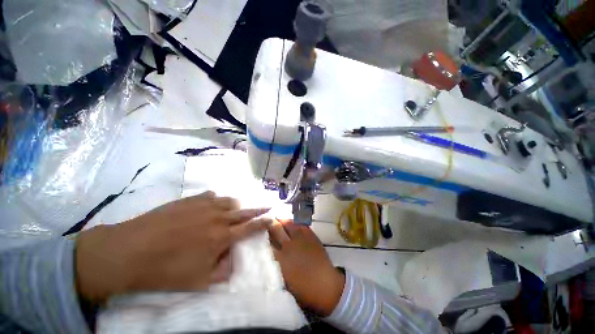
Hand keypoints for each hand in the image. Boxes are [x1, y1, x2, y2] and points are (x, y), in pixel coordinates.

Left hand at [75, 191, 271, 303]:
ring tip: (233, 210)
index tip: (272, 217)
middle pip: (244, 211)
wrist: (130, 251)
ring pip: (229, 201)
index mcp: (222, 237)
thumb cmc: (165, 270)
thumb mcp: (198, 281)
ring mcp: (204, 205)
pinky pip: (210, 195)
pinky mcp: (190, 199)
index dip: (263, 222)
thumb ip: (222, 271)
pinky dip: (215, 199)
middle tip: (267, 205)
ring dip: (235, 206)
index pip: (250, 227)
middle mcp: (218, 217)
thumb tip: (233, 259)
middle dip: (258, 209)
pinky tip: (210, 204)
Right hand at [269, 220, 344, 316]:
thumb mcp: (282, 281)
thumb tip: (266, 256)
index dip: (260, 236)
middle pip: (276, 229)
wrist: (325, 285)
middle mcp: (289, 245)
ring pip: (288, 224)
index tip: (256, 233)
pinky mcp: (311, 235)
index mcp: (280, 259)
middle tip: (264, 221)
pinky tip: (291, 223)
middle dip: (269, 223)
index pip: (266, 243)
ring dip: (281, 221)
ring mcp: (301, 238)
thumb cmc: (303, 289)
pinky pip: (300, 225)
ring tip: (277, 219)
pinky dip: (294, 223)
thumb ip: (274, 266)